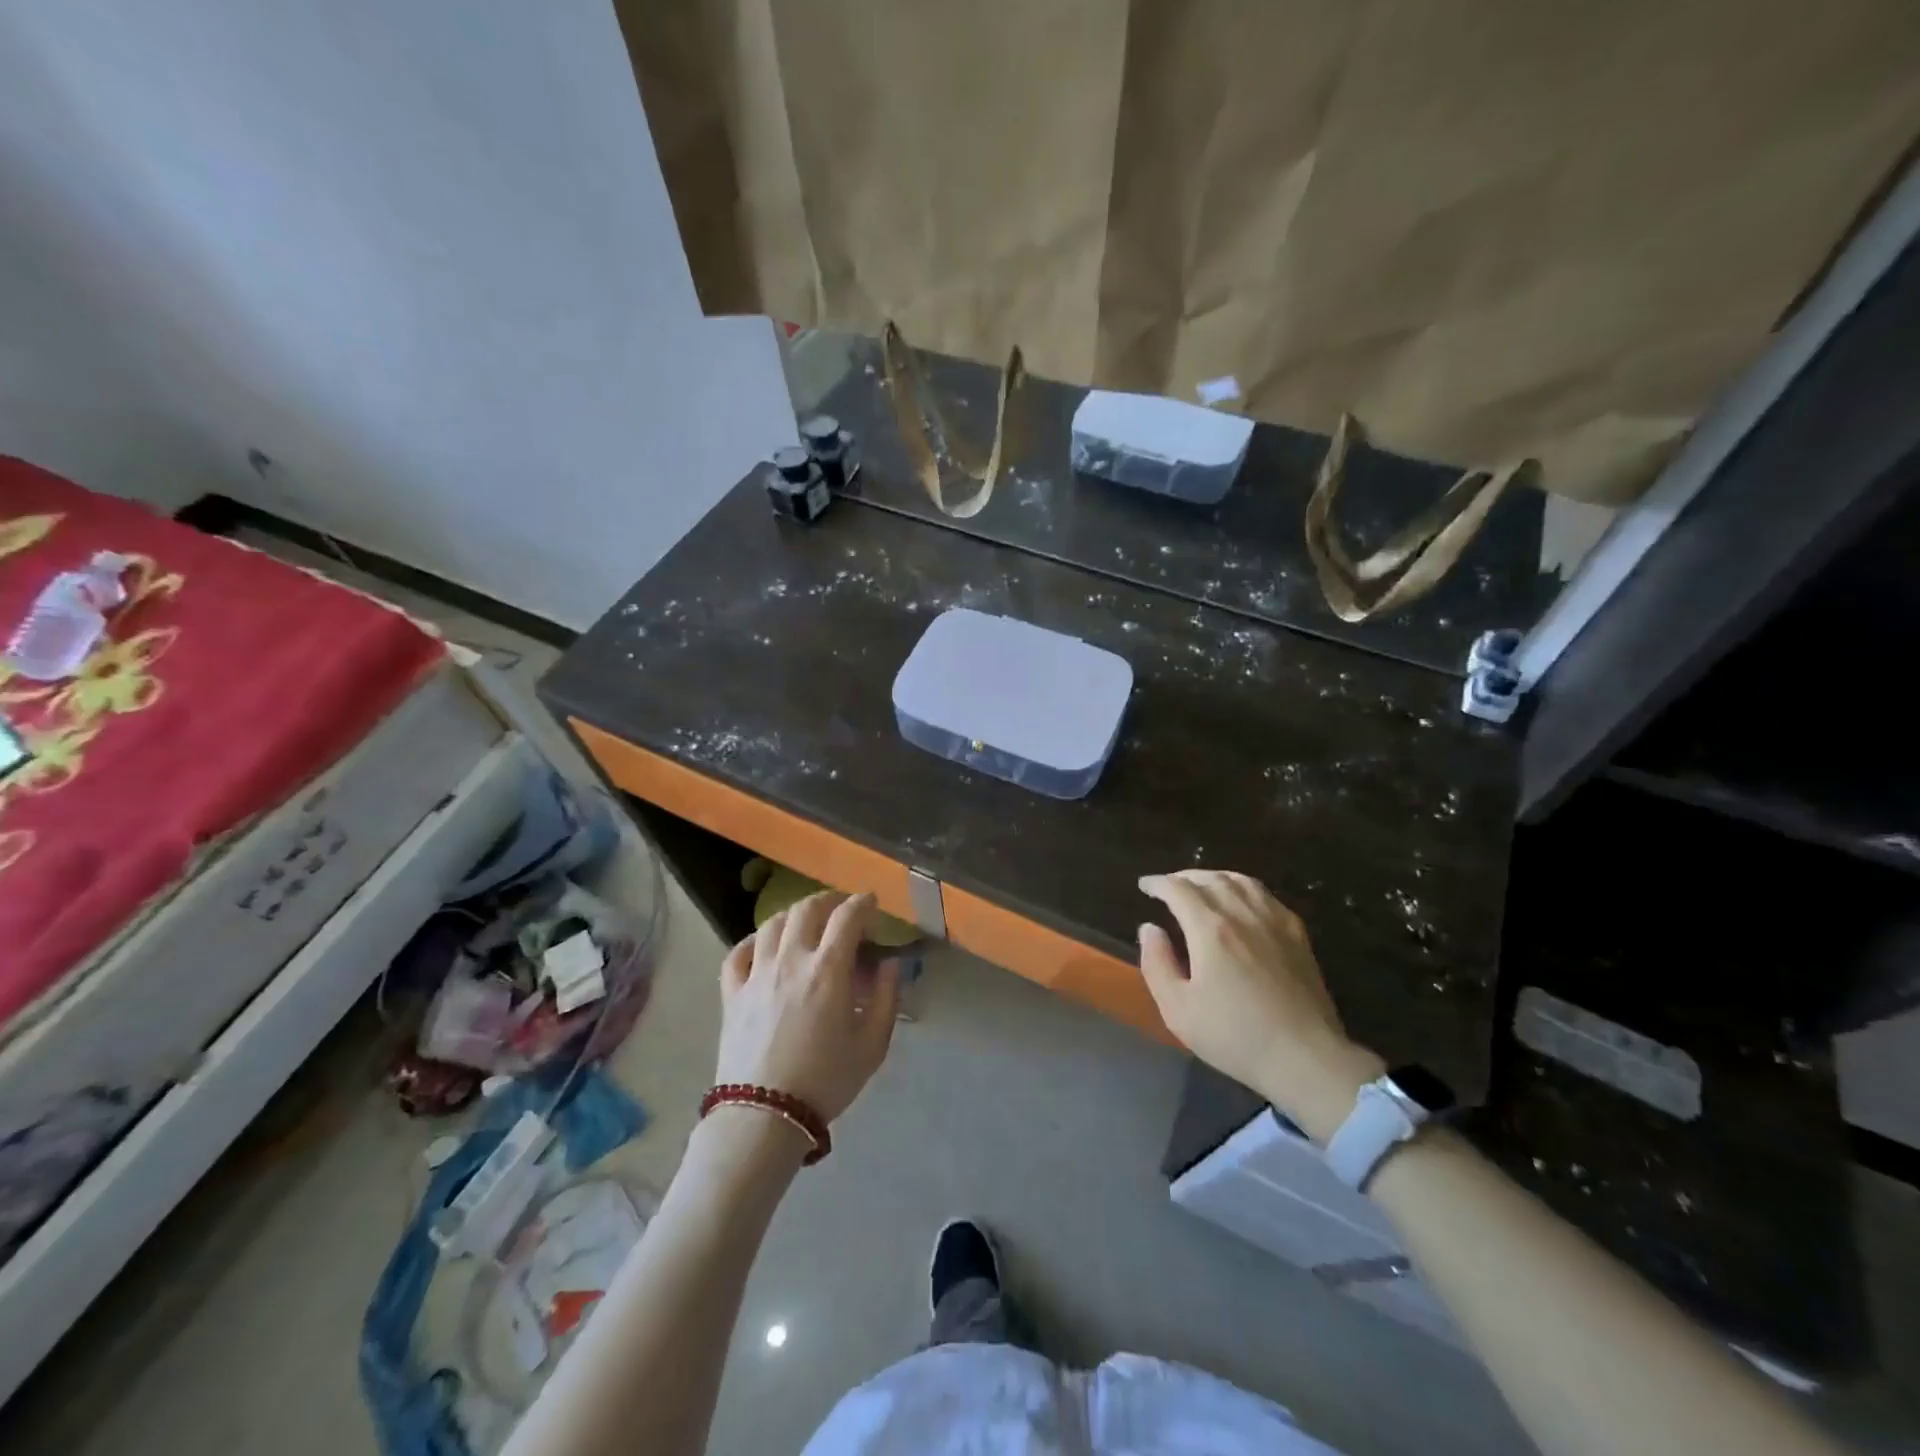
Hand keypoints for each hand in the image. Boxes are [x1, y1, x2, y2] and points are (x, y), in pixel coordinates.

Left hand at [715, 891, 899, 1123]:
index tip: (873, 905)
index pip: (847, 916)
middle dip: (829, 900)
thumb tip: (890, 964)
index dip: (863, 903)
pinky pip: (738, 953)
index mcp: (828, 969)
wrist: (765, 1116)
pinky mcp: (732, 993)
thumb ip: (887, 998)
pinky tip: (762, 946)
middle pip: (807, 909)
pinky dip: (753, 941)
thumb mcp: (873, 1044)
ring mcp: (757, 974)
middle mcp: (791, 960)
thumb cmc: (826, 1080)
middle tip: (842, 909)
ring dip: (794, 915)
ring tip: (805, 923)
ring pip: (772, 923)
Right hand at [1138, 870, 1383, 1142]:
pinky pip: (1266, 895)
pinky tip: (1242, 900)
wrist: (1305, 1058)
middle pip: (1210, 878)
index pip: (1178, 889)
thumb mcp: (1178, 1009)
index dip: (1158, 883)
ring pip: (1240, 881)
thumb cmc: (1234, 1036)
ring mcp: (1274, 921)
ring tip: (1202, 885)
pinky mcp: (1297, 935)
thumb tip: (1149, 928)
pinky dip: (1245, 887)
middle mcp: (1242, 914)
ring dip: (1214, 877)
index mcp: (1210, 929)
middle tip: (1168, 886)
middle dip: (1184, 877)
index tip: (1145, 886)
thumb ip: (1157, 964)